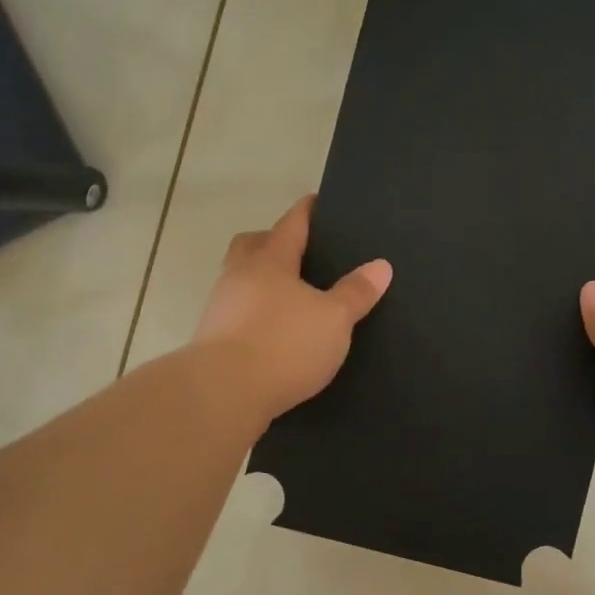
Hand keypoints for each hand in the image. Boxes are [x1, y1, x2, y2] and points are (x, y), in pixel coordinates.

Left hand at [194, 196, 391, 423]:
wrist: (223, 393)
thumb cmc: (283, 344)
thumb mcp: (334, 319)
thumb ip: (356, 292)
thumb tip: (381, 265)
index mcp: (270, 261)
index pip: (291, 224)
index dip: (307, 211)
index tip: (317, 201)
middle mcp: (239, 276)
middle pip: (252, 245)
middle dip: (272, 241)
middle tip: (298, 251)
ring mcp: (221, 308)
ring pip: (241, 280)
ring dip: (262, 282)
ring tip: (291, 296)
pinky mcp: (213, 340)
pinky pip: (238, 313)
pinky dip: (255, 314)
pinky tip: (274, 332)